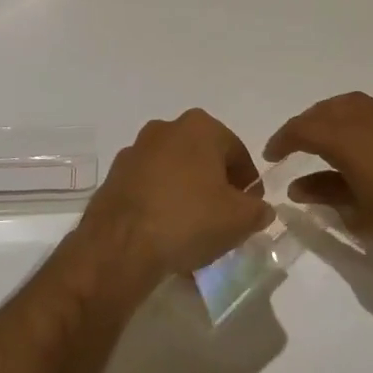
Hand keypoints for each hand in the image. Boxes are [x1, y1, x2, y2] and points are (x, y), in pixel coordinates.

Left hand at [75, 110, 272, 285]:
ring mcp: (135, 151)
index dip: (248, 183)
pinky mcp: (114, 176)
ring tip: (193, 230)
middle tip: (223, 218)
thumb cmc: (188, 219)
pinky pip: (149, 187)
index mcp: (200, 127)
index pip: (237, 152)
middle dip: (215, 185)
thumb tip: (258, 209)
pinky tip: (165, 233)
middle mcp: (165, 129)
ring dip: (186, 193)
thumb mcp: (240, 219)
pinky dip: (160, 203)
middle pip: (203, 158)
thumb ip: (258, 210)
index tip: (250, 209)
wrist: (121, 245)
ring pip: (174, 172)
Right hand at [265, 93, 372, 260]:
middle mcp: (368, 118)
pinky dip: (358, 121)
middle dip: (306, 124)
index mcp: (347, 138)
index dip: (283, 140)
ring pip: (353, 105)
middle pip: (327, 110)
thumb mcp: (359, 216)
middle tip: (295, 145)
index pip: (303, 129)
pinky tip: (363, 145)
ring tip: (326, 140)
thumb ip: (326, 195)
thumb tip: (300, 187)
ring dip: (332, 118)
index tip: (272, 156)